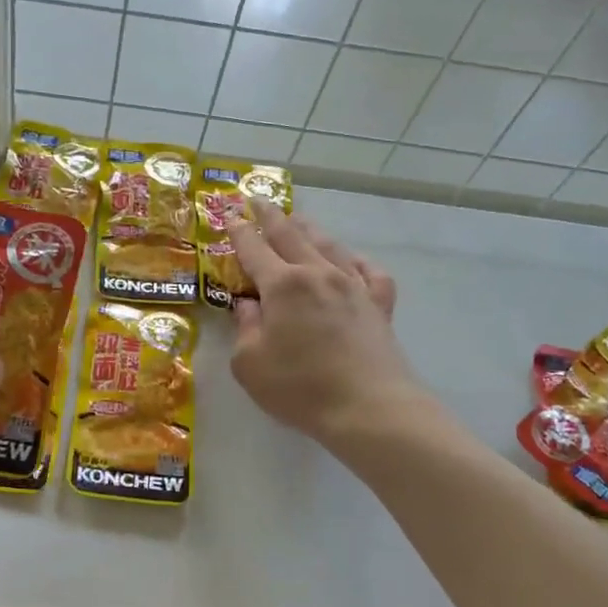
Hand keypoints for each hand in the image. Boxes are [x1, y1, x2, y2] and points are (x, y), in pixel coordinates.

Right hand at [228, 200, 422, 453]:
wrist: (368, 407)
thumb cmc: (300, 388)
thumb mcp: (250, 364)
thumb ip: (245, 329)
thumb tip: (248, 306)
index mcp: (282, 285)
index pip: (253, 249)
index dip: (238, 231)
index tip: (228, 215)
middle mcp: (318, 274)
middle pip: (290, 235)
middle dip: (270, 216)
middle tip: (257, 199)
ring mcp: (353, 286)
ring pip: (328, 245)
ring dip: (309, 228)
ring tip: (298, 220)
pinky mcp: (379, 304)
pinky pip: (367, 270)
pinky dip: (354, 260)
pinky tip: (349, 261)